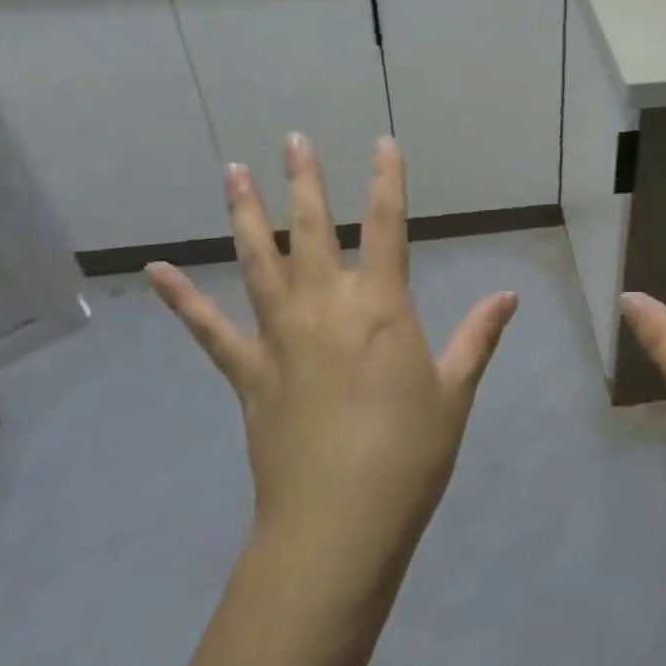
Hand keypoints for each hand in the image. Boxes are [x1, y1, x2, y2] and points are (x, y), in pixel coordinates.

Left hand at [147, 134, 516, 609]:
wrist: (338, 525)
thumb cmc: (409, 455)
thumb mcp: (455, 393)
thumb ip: (477, 337)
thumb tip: (508, 295)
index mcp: (381, 309)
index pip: (388, 227)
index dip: (388, 181)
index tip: (383, 143)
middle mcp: (325, 307)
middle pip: (313, 230)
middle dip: (306, 181)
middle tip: (293, 139)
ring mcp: (279, 337)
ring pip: (258, 261)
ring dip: (245, 214)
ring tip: (231, 171)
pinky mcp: (248, 373)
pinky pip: (209, 329)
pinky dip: (183, 299)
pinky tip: (157, 271)